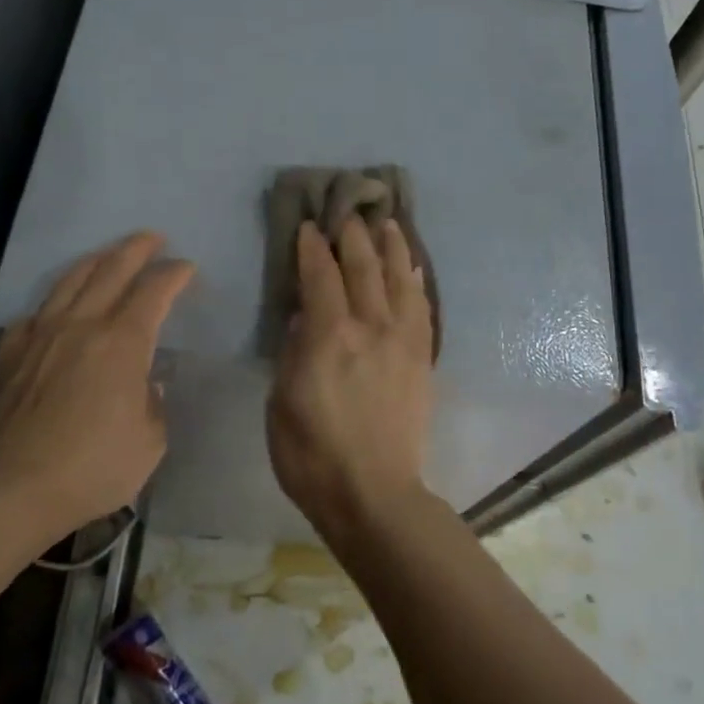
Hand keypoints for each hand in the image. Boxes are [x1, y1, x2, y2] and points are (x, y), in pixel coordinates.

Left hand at [0, 231, 194, 541]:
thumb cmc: (93, 467)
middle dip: (137, 249)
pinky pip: (35, 313)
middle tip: (153, 238)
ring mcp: (39, 335)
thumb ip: (153, 404)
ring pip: (69, 281)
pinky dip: (55, 302)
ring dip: (96, 261)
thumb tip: (144, 385)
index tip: (186, 268)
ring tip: (108, 254)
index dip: (174, 275)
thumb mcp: (150, 441)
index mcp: (123, 343)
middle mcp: (81, 326)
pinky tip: (57, 308)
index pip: (154, 292)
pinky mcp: (7, 354)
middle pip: (111, 270)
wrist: (11, 488)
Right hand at [267, 217, 435, 540]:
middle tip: (348, 211)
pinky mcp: (422, 358)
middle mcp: (369, 327)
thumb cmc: (311, 455)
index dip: (312, 247)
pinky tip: (412, 268)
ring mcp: (402, 341)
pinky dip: (415, 282)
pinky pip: (421, 308)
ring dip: (391, 247)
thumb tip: (305, 315)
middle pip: (362, 267)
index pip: (320, 276)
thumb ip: (293, 351)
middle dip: (353, 235)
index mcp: (328, 336)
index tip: (309, 225)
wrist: (373, 493)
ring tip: (388, 222)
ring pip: (398, 279)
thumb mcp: (281, 402)